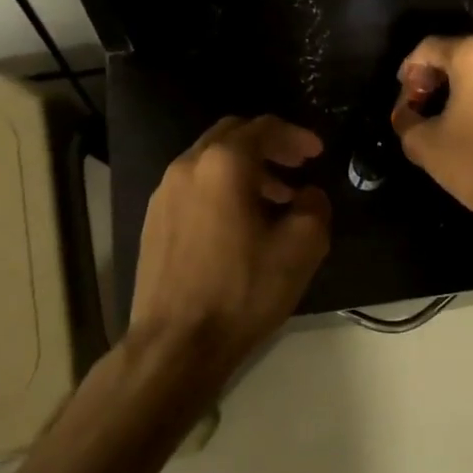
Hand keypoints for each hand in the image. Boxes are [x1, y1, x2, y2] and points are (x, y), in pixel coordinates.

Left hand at [130, 116, 330, 363]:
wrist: (176, 344)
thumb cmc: (242, 291)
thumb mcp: (301, 248)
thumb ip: (315, 208)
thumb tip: (309, 195)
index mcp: (223, 164)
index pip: (264, 128)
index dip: (296, 135)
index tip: (317, 152)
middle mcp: (188, 166)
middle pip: (233, 135)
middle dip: (269, 145)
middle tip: (297, 164)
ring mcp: (164, 193)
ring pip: (211, 160)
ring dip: (246, 169)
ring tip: (276, 198)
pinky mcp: (154, 219)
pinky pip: (195, 185)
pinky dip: (222, 188)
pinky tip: (241, 221)